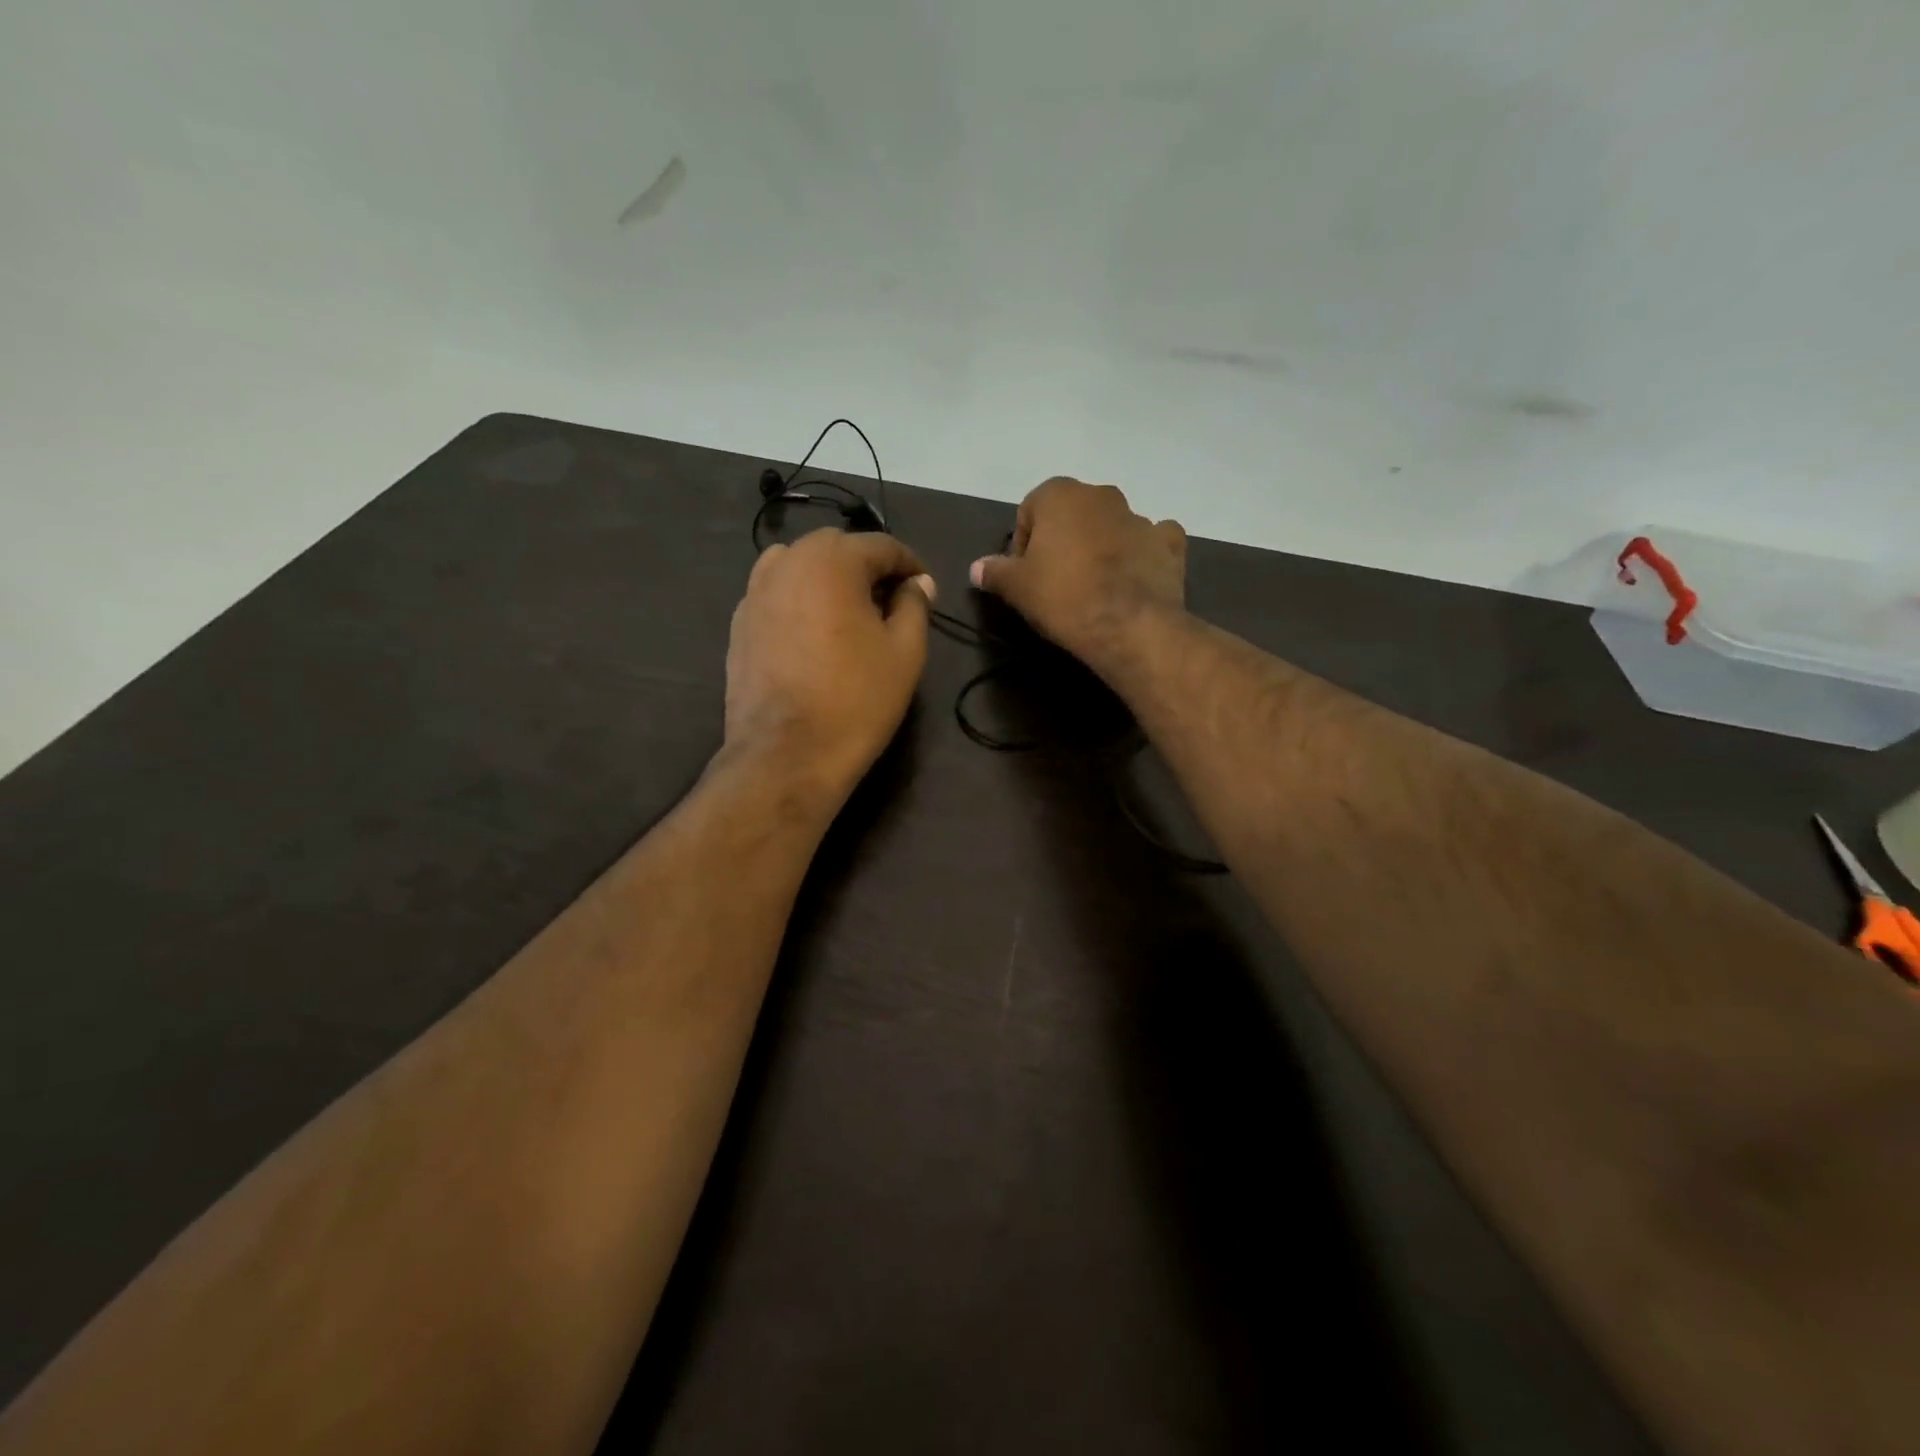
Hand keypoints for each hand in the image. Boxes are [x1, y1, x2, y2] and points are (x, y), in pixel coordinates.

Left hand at [725, 528, 935, 799]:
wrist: (786, 755)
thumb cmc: (856, 701)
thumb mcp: (905, 652)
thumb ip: (914, 606)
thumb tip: (918, 583)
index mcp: (832, 561)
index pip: (882, 546)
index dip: (911, 566)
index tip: (926, 590)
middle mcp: (787, 563)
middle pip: (837, 548)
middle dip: (868, 568)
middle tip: (891, 603)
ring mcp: (755, 592)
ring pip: (801, 566)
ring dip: (829, 578)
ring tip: (849, 614)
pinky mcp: (739, 623)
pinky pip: (777, 594)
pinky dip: (800, 600)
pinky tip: (814, 635)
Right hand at [968, 478, 1185, 665]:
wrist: (1129, 626)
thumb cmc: (1063, 598)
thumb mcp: (1016, 588)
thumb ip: (994, 571)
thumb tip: (976, 567)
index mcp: (1060, 494)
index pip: (1030, 511)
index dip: (1023, 545)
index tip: (1025, 576)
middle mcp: (1101, 495)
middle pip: (1072, 515)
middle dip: (1063, 541)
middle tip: (1057, 582)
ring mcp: (1140, 516)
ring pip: (1111, 526)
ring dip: (1101, 546)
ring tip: (1094, 588)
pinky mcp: (1169, 543)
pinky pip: (1152, 541)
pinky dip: (1143, 553)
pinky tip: (1134, 578)